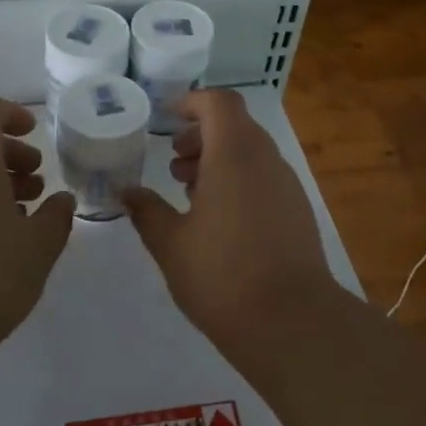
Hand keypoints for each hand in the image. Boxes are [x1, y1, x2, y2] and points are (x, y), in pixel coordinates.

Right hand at [124, 89, 337, 351]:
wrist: (292, 322)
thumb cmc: (222, 275)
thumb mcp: (171, 244)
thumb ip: (147, 211)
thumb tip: (127, 192)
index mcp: (234, 154)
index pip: (219, 103)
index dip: (193, 102)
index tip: (168, 120)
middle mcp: (266, 160)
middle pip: (235, 126)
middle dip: (201, 136)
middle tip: (174, 165)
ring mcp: (287, 186)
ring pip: (251, 153)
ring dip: (219, 161)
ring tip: (190, 195)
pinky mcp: (298, 212)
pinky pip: (265, 178)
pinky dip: (239, 182)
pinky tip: (219, 221)